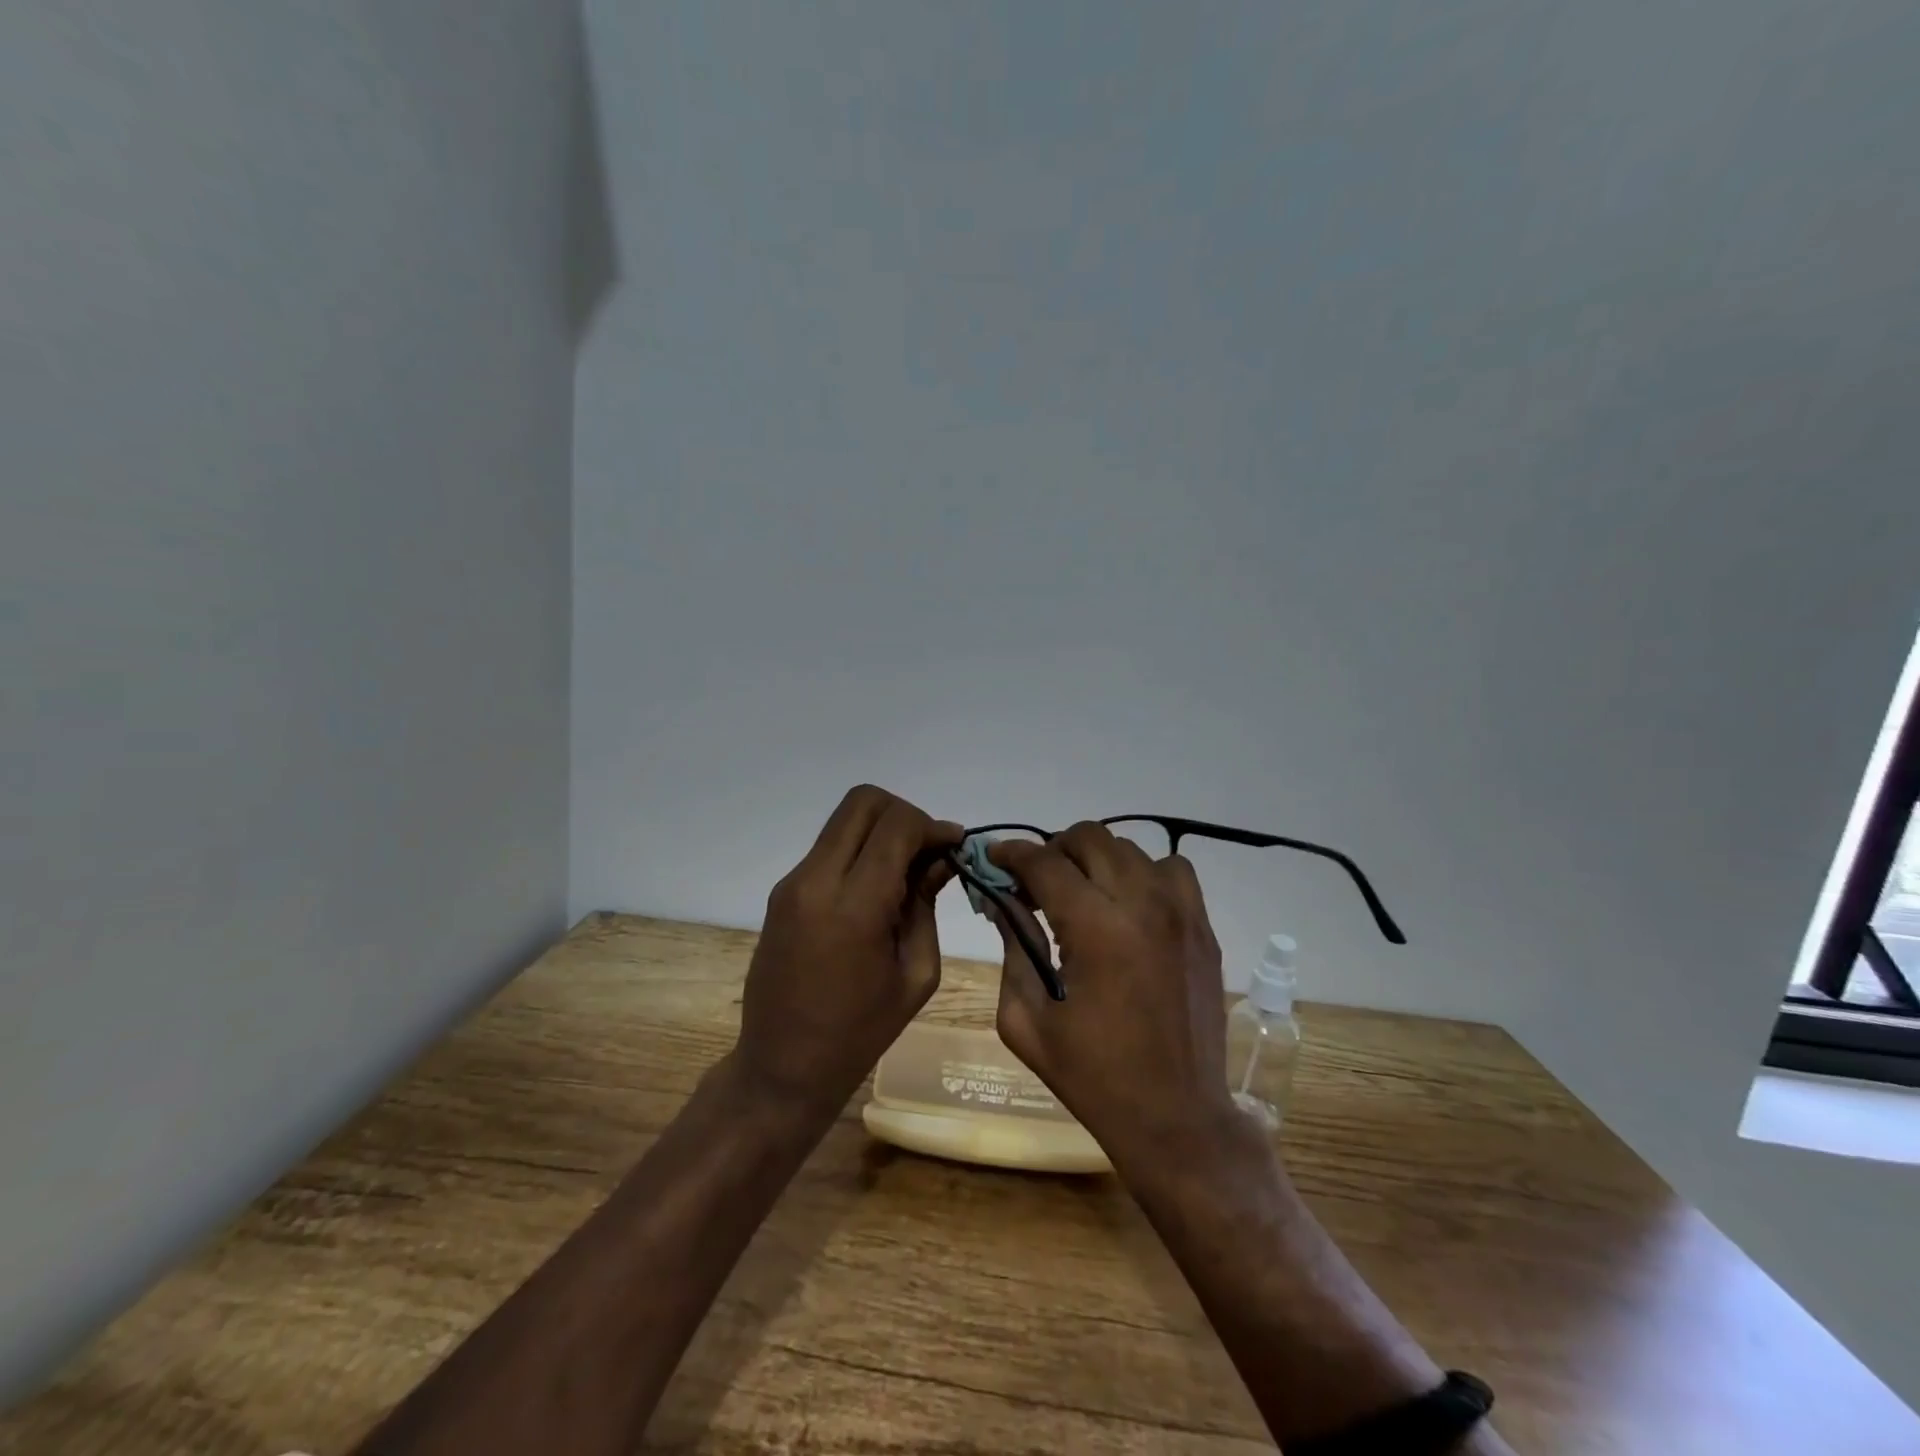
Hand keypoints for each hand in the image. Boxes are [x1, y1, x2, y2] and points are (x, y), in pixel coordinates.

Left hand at [734, 785, 961, 1120]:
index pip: (896, 825)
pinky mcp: (782, 891)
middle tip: (926, 851)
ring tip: (905, 872)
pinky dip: (860, 850)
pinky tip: (877, 889)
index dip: (932, 825)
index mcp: (854, 906)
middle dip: (904, 814)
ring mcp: (792, 882)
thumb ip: (927, 903)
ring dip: (881, 830)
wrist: (782, 1066)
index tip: (953, 846)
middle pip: (864, 802)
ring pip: (844, 820)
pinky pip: (829, 847)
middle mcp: (816, 880)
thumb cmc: (861, 1032)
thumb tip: (943, 855)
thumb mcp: (916, 971)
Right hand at [989, 822, 1235, 1168]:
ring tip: (1081, 893)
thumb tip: (1003, 902)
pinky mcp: (1203, 927)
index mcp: (1095, 930)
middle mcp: (1142, 905)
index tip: (994, 859)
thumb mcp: (1026, 1021)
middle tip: (1035, 884)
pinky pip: (1172, 870)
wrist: (1176, 1118)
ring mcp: (1181, 912)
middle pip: (1089, 838)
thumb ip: (1011, 949)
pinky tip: (1129, 904)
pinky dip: (1143, 872)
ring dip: (1095, 860)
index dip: (1011, 854)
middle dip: (1052, 851)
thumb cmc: (1093, 1077)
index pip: (1044, 863)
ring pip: (1129, 847)